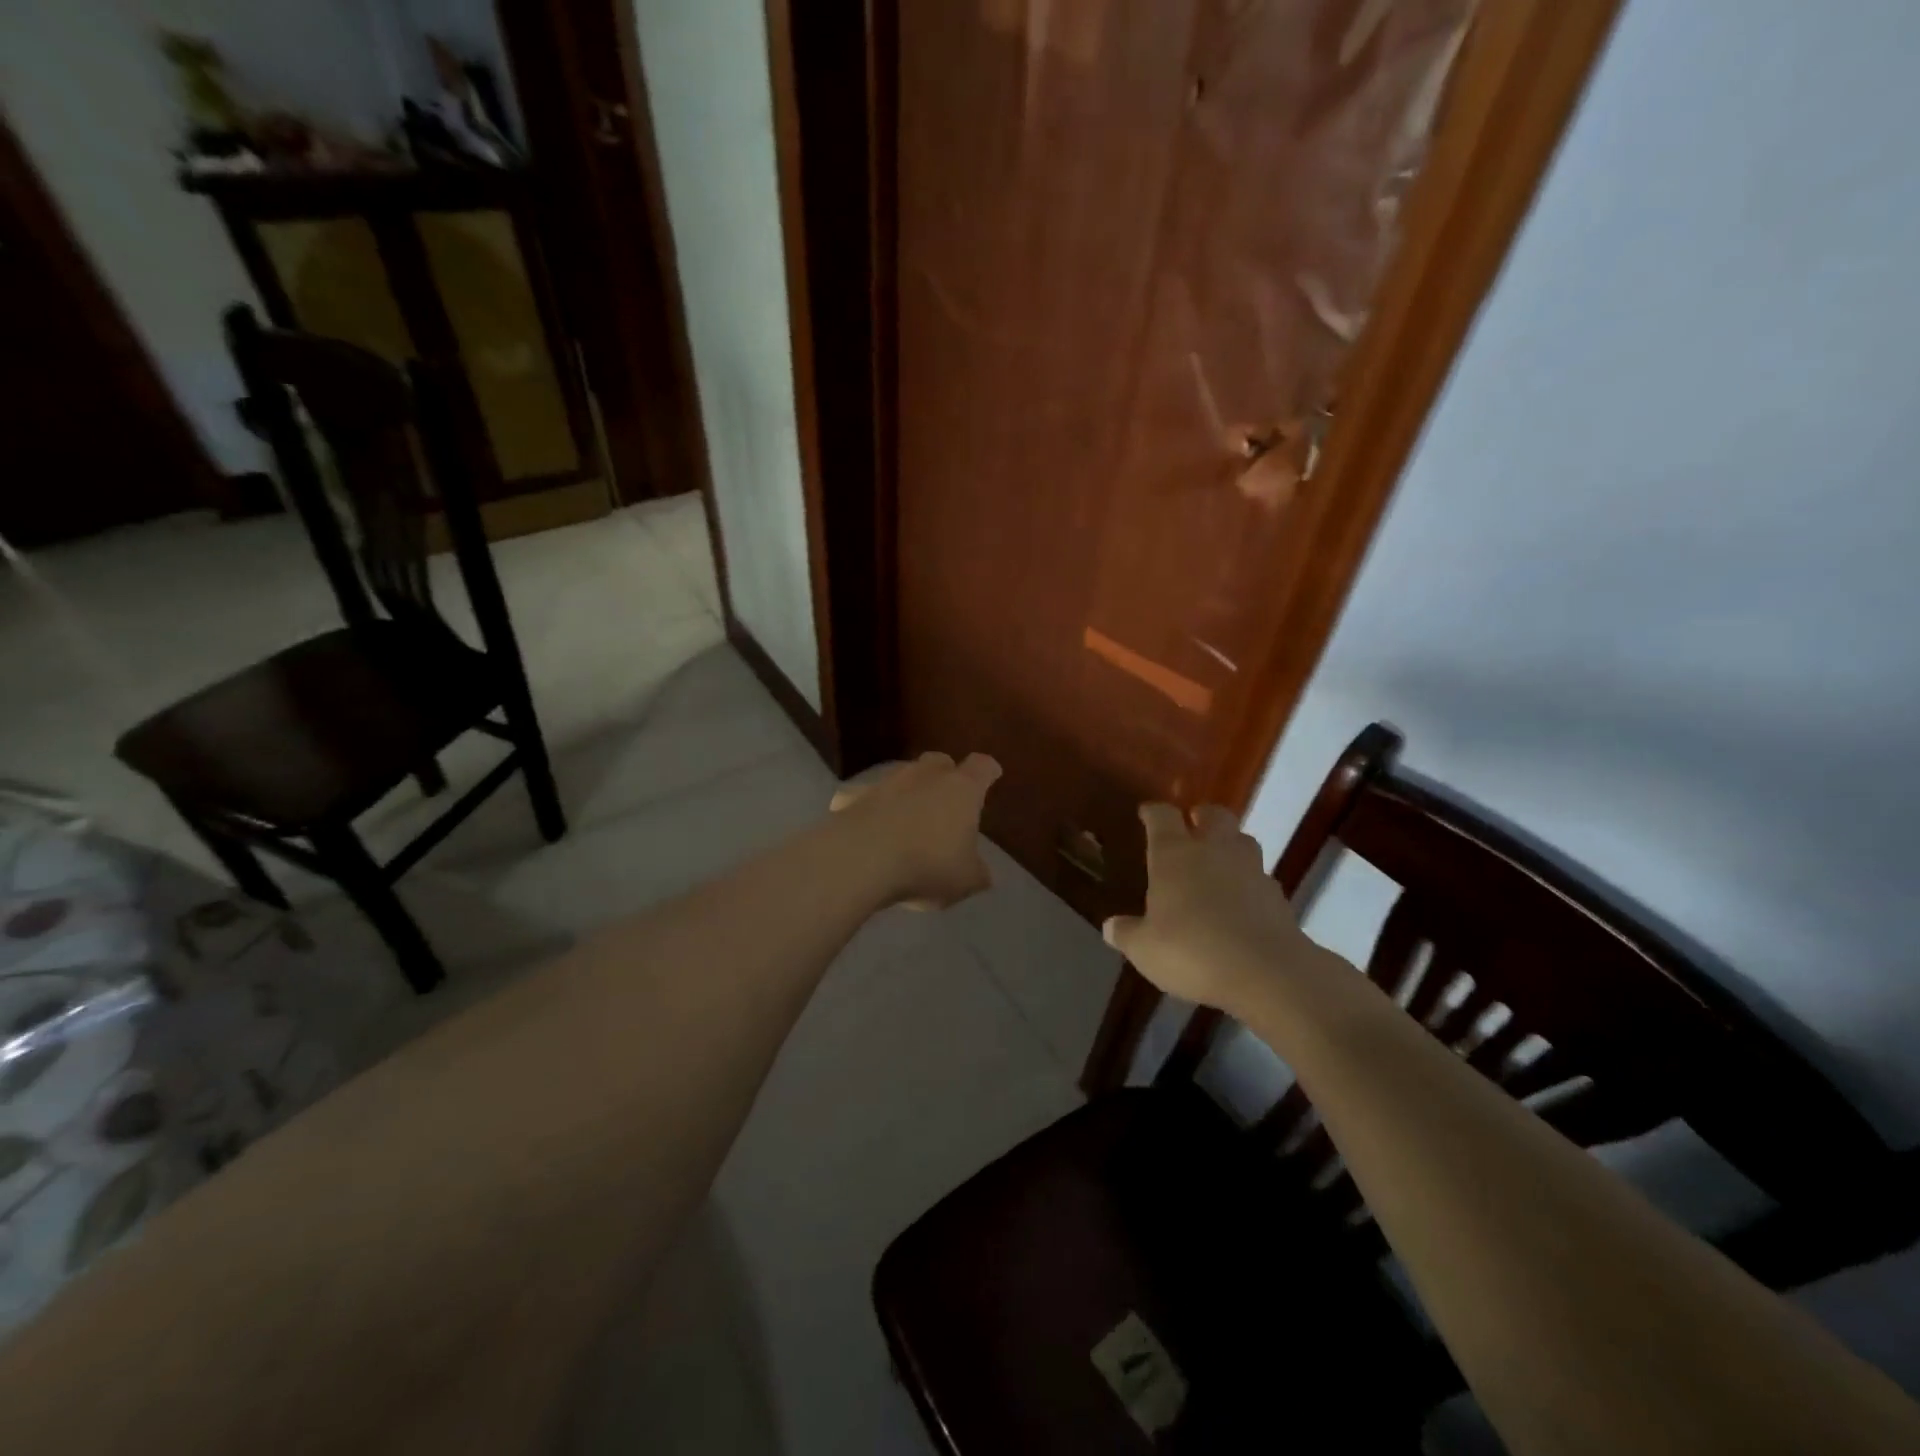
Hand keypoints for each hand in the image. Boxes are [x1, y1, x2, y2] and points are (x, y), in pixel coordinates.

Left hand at [830, 752, 1001, 908]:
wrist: (860, 859)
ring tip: (907, 818)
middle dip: (945, 774)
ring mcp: (885, 782)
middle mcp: (924, 776)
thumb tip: (980, 872)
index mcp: (961, 789)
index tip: (991, 774)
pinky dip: (868, 808)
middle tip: (947, 797)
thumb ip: (976, 873)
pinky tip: (866, 828)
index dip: (988, 771)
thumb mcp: (965, 881)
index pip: (981, 767)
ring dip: (906, 791)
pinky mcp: (851, 796)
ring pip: (901, 776)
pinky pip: (864, 797)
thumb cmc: (927, 865)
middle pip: (939, 762)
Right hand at [1103, 804, 1315, 1016]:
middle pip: (1213, 815)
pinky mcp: (1277, 895)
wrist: (1266, 972)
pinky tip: (1240, 904)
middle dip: (1201, 816)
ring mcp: (1251, 869)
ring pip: (1242, 841)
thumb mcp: (1145, 949)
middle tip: (1192, 827)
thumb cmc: (1191, 950)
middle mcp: (1214, 850)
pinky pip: (1259, 877)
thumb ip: (1127, 933)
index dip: (1153, 812)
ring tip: (1217, 865)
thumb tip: (1110, 927)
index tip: (1146, 813)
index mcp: (1174, 854)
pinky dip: (1248, 883)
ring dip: (1229, 846)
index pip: (1162, 816)